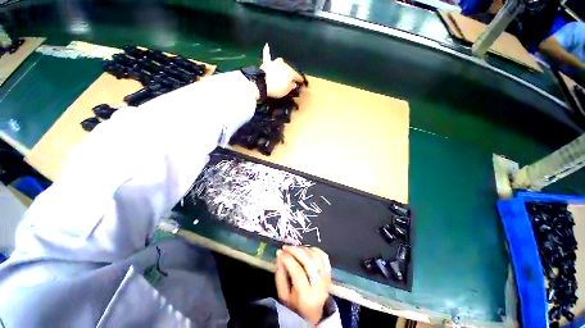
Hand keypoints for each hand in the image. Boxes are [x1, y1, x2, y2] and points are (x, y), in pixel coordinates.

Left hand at [260, 44, 304, 98]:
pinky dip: (267, 51)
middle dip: (290, 74)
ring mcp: (275, 63)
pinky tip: (266, 45)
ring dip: (282, 67)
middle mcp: (284, 64)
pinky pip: (267, 56)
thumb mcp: (287, 90)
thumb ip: (291, 86)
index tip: (301, 82)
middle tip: (291, 79)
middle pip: (288, 69)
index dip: (299, 79)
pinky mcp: (266, 63)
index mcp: (291, 72)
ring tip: (283, 71)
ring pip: (280, 64)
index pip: (297, 76)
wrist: (263, 84)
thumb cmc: (278, 88)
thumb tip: (293, 83)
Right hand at [275, 246, 331, 324]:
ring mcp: (326, 278)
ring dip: (304, 249)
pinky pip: (324, 256)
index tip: (280, 252)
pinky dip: (315, 250)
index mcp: (306, 295)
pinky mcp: (329, 273)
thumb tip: (280, 255)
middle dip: (296, 250)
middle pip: (309, 261)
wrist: (313, 314)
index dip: (287, 258)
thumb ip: (280, 275)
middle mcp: (319, 286)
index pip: (297, 271)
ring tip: (294, 248)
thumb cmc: (295, 306)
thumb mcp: (283, 296)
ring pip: (316, 257)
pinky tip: (306, 250)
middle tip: (286, 247)